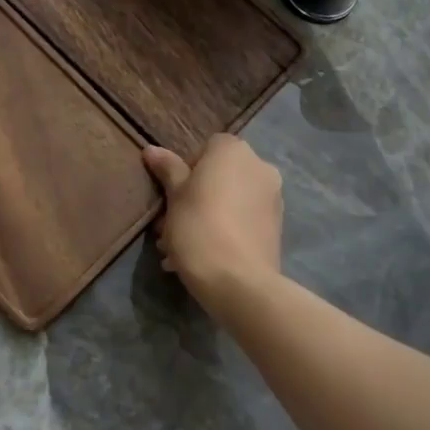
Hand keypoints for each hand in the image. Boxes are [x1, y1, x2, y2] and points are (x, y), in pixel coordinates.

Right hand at [142, 134, 283, 316]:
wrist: (239, 282)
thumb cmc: (199, 227)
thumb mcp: (174, 196)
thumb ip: (167, 169)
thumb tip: (151, 149)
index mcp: (234, 150)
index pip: (206, 148)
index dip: (186, 171)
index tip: (172, 197)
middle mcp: (260, 166)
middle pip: (219, 176)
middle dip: (195, 198)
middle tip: (170, 227)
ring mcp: (273, 197)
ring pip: (230, 201)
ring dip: (207, 217)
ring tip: (181, 250)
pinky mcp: (277, 227)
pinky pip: (243, 220)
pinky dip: (225, 231)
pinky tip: (204, 257)